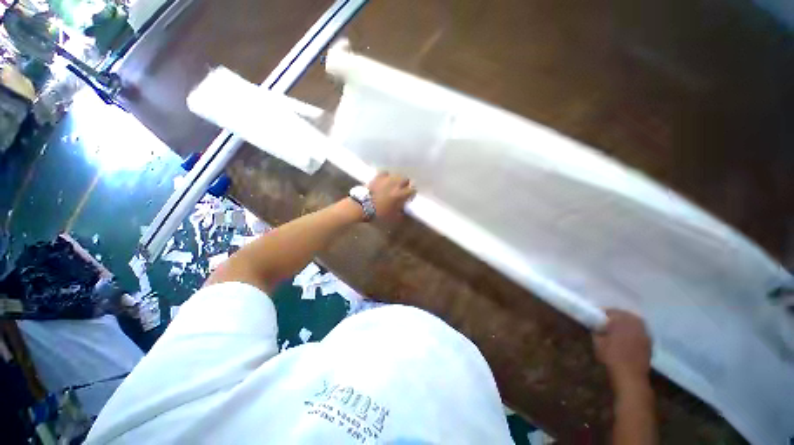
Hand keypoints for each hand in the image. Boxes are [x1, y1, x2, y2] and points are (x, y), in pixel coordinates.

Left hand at [368, 172, 415, 219]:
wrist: (362, 206)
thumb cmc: (378, 213)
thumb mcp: (393, 217)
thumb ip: (401, 213)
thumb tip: (404, 211)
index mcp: (401, 194)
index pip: (412, 190)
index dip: (412, 193)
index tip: (410, 196)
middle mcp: (396, 184)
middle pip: (405, 179)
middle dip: (405, 184)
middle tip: (402, 189)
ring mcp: (386, 179)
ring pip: (396, 175)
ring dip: (396, 179)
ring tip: (393, 184)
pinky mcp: (377, 176)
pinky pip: (385, 173)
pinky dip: (386, 176)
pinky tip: (385, 180)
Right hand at [593, 309, 651, 386]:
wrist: (630, 376)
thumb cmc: (611, 357)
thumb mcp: (598, 343)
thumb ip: (597, 331)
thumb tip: (596, 327)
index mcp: (621, 322)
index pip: (612, 311)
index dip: (604, 313)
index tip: (598, 317)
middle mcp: (635, 325)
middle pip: (627, 315)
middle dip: (618, 316)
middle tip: (609, 321)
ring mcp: (644, 334)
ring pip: (636, 322)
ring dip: (628, 323)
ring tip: (620, 328)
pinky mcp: (649, 344)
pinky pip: (641, 332)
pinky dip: (635, 332)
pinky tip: (629, 338)